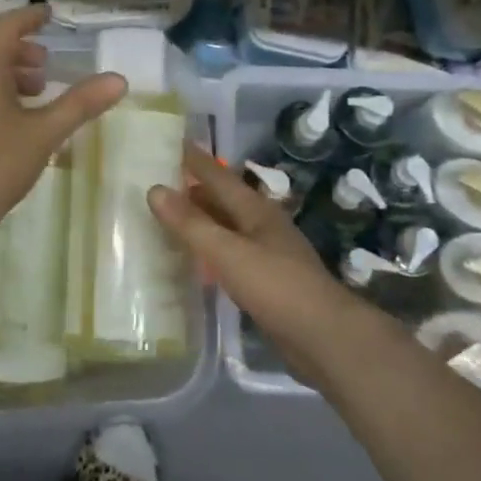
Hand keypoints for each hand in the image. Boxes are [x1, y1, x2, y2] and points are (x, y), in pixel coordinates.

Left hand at [0, 6, 124, 236]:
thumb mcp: (44, 132)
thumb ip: (80, 103)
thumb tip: (119, 79)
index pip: (6, 27)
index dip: (29, 18)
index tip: (49, 13)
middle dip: (20, 48)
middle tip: (47, 62)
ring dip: (9, 71)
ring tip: (38, 90)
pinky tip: (16, 117)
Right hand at [150, 146, 373, 382]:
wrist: (325, 338)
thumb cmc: (276, 286)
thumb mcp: (228, 253)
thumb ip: (191, 224)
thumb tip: (154, 189)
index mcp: (255, 209)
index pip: (218, 175)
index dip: (195, 159)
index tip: (171, 142)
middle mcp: (262, 224)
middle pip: (223, 200)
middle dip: (194, 189)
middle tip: (159, 182)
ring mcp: (267, 253)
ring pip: (226, 227)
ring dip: (201, 220)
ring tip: (169, 219)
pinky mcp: (267, 281)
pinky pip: (230, 255)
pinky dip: (210, 250)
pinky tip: (195, 262)